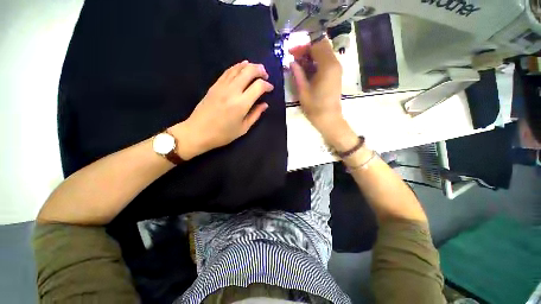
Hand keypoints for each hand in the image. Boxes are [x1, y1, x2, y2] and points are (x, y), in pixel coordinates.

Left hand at [171, 61, 272, 159]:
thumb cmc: (223, 134)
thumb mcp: (243, 128)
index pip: (258, 86)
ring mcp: (222, 86)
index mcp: (241, 104)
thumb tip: (265, 104)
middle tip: (265, 75)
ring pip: (238, 68)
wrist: (198, 132)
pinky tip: (242, 66)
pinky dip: (237, 67)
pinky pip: (228, 71)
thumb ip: (255, 114)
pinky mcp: (215, 85)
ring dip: (249, 66)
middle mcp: (233, 91)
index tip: (270, 89)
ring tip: (256, 69)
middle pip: (249, 71)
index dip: (267, 85)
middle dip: (260, 70)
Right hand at [290, 38, 357, 150]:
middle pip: (322, 46)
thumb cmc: (315, 107)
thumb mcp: (303, 90)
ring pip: (324, 53)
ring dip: (311, 55)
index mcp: (327, 66)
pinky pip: (326, 61)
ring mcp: (337, 69)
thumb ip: (297, 73)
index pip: (316, 45)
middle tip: (294, 57)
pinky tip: (307, 69)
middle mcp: (335, 63)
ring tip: (299, 64)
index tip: (291, 52)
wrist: (328, 118)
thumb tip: (291, 62)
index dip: (302, 46)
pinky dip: (316, 61)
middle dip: (307, 49)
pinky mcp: (335, 74)